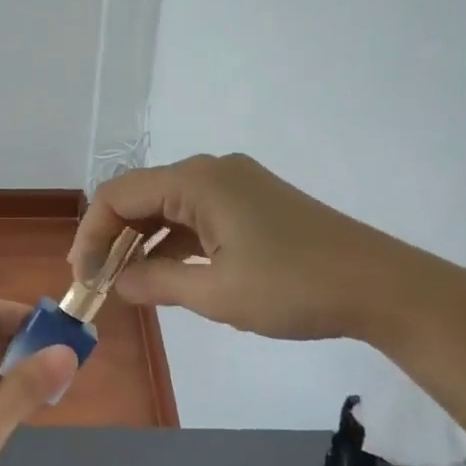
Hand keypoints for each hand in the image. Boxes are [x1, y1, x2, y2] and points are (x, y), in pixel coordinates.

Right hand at [71, 153, 432, 341]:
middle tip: (98, 283)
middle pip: (140, 196)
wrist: (383, 286)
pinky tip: (164, 275)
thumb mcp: (216, 293)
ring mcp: (236, 186)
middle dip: (113, 238)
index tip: (83, 278)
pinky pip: (195, 216)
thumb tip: (116, 283)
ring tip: (124, 283)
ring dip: (141, 242)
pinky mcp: (253, 204)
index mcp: (198, 181)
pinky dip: (173, 243)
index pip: (119, 195)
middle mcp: (212, 172)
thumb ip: (156, 283)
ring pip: (167, 207)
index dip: (92, 235)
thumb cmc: (294, 287)